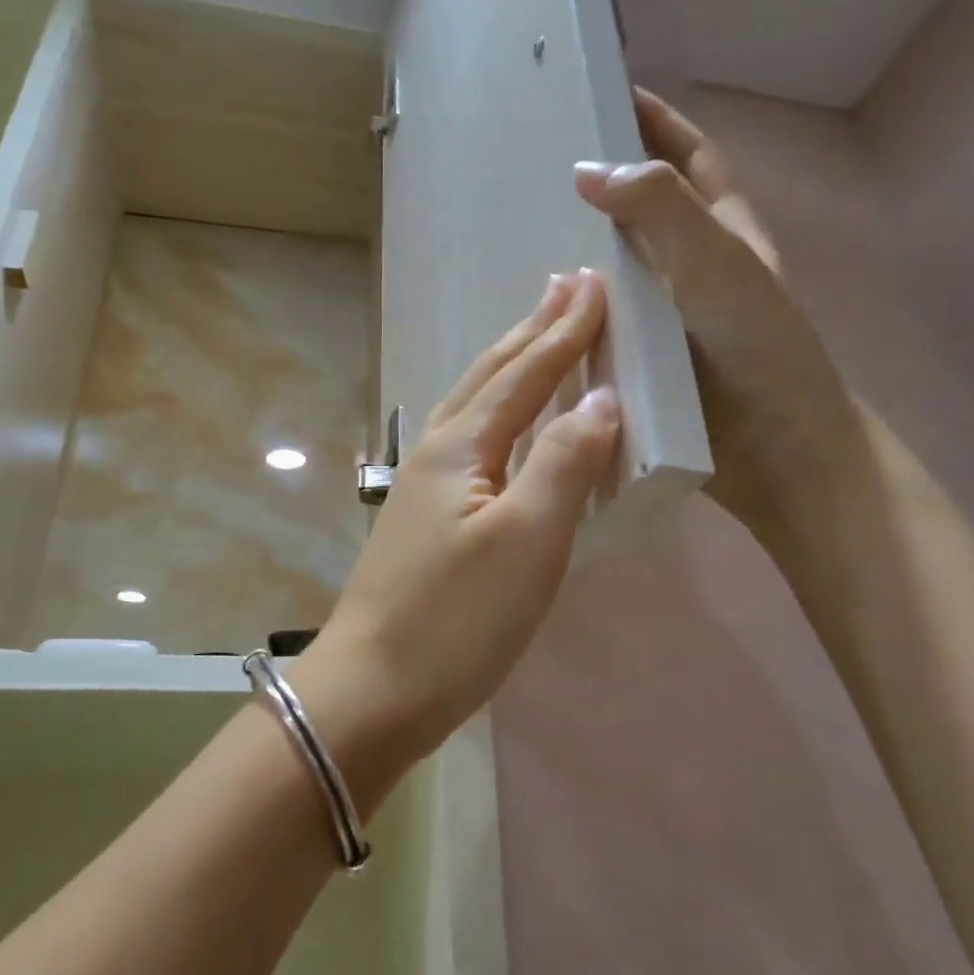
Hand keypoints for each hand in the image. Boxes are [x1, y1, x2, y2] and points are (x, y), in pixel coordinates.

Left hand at [299, 270, 620, 773]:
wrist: (372, 690)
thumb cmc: (457, 619)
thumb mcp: (528, 539)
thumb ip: (565, 462)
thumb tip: (601, 399)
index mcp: (462, 446)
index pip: (525, 372)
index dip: (564, 330)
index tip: (593, 284)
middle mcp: (438, 451)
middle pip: (491, 375)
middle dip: (533, 329)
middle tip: (564, 286)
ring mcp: (424, 485)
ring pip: (475, 404)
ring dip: (512, 363)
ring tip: (539, 335)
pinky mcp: (424, 517)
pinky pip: (471, 439)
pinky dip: (499, 411)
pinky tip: (503, 422)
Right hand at [575, 87, 860, 543]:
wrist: (774, 454)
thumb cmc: (758, 350)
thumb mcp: (718, 265)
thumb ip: (662, 210)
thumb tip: (588, 169)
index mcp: (723, 231)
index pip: (690, 156)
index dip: (656, 120)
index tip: (606, 89)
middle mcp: (693, 266)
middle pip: (646, 207)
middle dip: (603, 180)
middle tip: (539, 161)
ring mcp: (667, 315)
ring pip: (617, 267)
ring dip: (579, 247)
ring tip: (520, 227)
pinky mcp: (644, 358)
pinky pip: (601, 319)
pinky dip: (572, 308)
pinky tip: (533, 306)